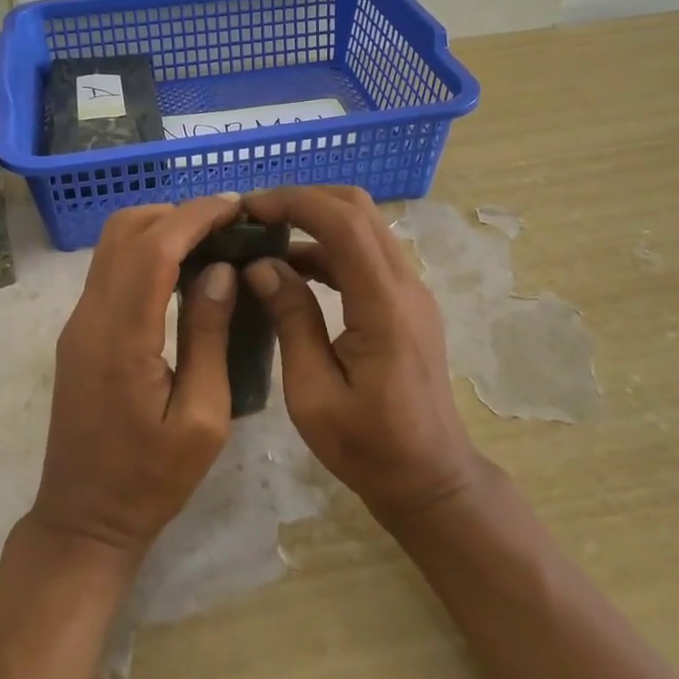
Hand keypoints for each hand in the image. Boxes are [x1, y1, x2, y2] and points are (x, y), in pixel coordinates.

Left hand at [29, 194, 243, 561]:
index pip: (154, 248)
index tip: (235, 205)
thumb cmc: (151, 481)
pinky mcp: (79, 333)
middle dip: (177, 213)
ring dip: (160, 229)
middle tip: (228, 226)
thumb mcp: (201, 418)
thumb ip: (208, 336)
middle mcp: (90, 318)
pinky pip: (110, 270)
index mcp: (122, 338)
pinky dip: (146, 252)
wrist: (83, 519)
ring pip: (113, 246)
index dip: (194, 216)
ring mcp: (78, 323)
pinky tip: (182, 272)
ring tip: (211, 243)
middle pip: (125, 231)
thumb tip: (220, 270)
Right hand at [240, 186, 482, 526]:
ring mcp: (411, 291)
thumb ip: (291, 320)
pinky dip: (328, 247)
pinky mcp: (406, 302)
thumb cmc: (368, 447)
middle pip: (358, 209)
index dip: (294, 202)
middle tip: (254, 216)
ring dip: (315, 220)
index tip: (248, 209)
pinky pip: (367, 254)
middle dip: (303, 200)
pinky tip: (291, 269)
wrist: (430, 478)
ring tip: (264, 238)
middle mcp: (405, 285)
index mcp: (384, 306)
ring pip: (364, 226)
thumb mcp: (312, 393)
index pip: (343, 223)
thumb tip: (261, 265)